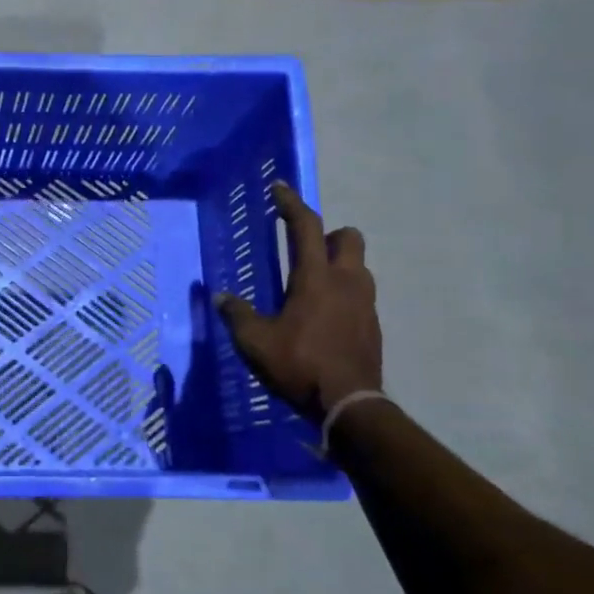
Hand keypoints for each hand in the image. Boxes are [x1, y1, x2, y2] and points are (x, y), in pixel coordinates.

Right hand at [216, 181, 381, 421]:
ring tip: (313, 284)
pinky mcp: (373, 325)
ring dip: (339, 264)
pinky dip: (344, 293)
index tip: (279, 189)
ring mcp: (365, 303)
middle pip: (348, 238)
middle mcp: (347, 282)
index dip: (291, 204)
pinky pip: (361, 294)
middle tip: (304, 248)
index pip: (306, 227)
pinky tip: (324, 316)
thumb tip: (220, 297)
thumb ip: (237, 315)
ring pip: (359, 266)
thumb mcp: (255, 342)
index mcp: (316, 278)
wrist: (350, 405)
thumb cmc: (299, 365)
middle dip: (328, 235)